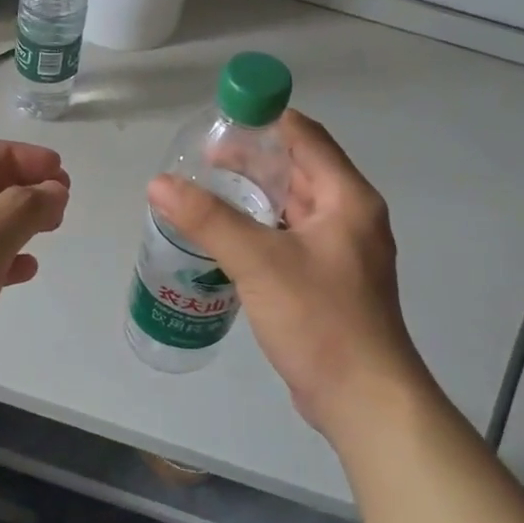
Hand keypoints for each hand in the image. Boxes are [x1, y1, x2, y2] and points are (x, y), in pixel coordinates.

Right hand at [147, 111, 426, 439]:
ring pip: (292, 205)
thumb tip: (159, 184)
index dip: (264, 121)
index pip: (305, 136)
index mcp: (347, 198)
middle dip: (252, 160)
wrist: (364, 401)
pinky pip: (291, 236)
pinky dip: (260, 227)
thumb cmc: (320, 319)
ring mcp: (341, 251)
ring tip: (207, 193)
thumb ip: (208, 219)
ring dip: (254, 195)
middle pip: (298, 168)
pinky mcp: (329, 280)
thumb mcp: (259, 262)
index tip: (219, 122)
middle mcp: (350, 216)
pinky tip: (227, 237)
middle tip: (202, 161)